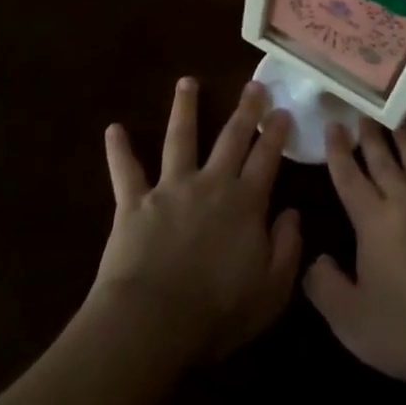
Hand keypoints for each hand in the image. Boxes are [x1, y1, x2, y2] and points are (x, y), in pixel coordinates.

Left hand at [91, 78, 301, 364]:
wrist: (152, 322)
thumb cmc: (217, 314)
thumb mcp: (271, 291)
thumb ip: (287, 248)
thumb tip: (293, 213)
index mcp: (245, 203)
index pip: (266, 158)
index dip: (276, 133)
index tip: (282, 110)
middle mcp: (210, 184)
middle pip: (231, 138)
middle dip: (245, 110)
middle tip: (253, 84)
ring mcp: (170, 188)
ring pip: (180, 138)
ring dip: (184, 108)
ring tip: (187, 82)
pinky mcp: (134, 202)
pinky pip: (126, 171)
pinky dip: (119, 150)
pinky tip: (113, 129)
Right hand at [305, 119, 405, 387]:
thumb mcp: (354, 321)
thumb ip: (326, 289)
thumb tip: (314, 260)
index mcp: (373, 221)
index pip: (349, 177)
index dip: (338, 151)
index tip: (333, 125)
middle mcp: (405, 201)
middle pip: (384, 160)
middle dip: (370, 136)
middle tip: (363, 113)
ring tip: (397, 122)